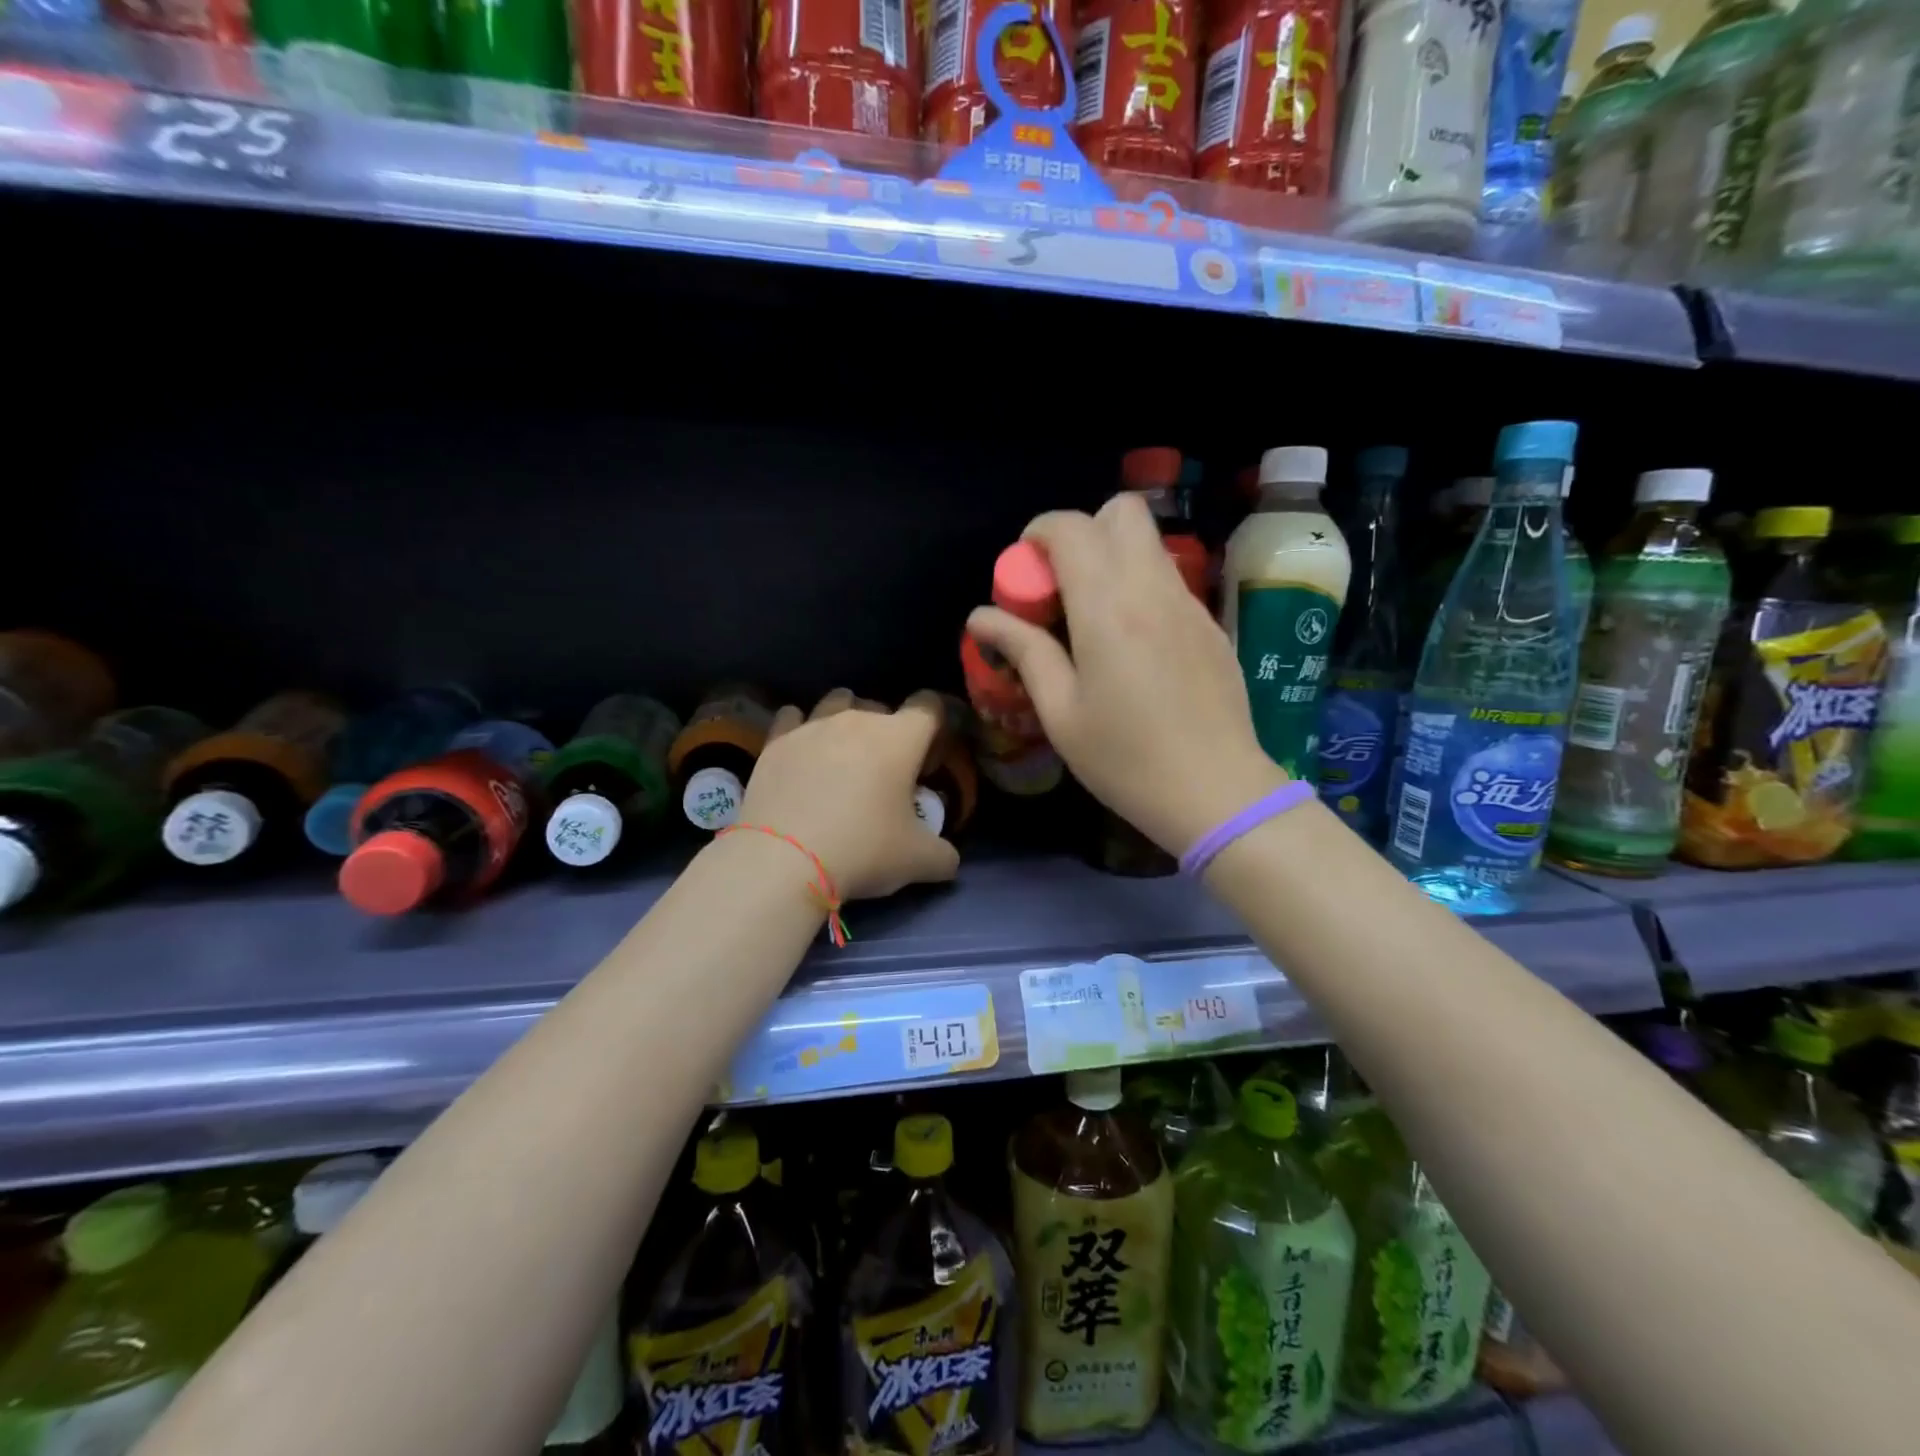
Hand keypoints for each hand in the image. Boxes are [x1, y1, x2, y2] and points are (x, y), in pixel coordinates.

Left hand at [737, 689, 961, 899]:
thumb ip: (942, 855)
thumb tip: (947, 858)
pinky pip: (792, 717)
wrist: (782, 861)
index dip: (936, 728)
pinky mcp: (775, 742)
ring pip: (837, 702)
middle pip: (882, 706)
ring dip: (846, 721)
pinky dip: (801, 729)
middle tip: (886, 772)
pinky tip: (801, 753)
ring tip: (843, 755)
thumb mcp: (918, 862)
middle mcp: (857, 719)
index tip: (929, 761)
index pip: (930, 706)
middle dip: (889, 731)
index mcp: (900, 738)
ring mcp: (812, 726)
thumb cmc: (862, 850)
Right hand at [966, 494, 1283, 855]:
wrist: (1217, 791)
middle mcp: (1151, 588)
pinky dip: (1140, 588)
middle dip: (1083, 532)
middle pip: (1122, 512)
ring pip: (1148, 543)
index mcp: (1107, 607)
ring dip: (1112, 559)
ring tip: (1093, 619)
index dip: (1038, 533)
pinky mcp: (1210, 624)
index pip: (1071, 527)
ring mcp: (1189, 603)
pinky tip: (1133, 646)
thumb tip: (982, 616)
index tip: (1023, 571)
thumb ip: (1024, 651)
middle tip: (1062, 587)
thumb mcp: (1061, 712)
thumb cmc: (1126, 759)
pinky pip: (1168, 580)